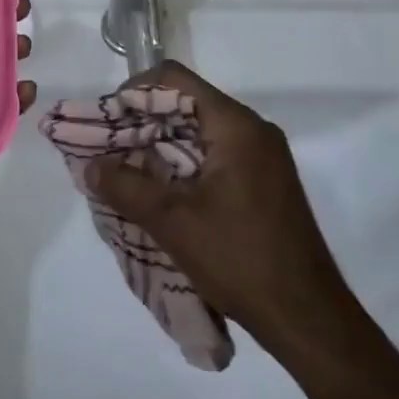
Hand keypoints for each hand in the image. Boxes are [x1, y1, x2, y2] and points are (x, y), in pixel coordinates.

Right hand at [84, 60, 355, 350]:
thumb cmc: (240, 259)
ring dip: (160, 147)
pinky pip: (213, 156)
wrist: (308, 320)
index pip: (175, 79)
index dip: (134, 92)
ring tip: (125, 173)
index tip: (107, 121)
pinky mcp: (263, 183)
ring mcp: (262, 157)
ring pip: (198, 132)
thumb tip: (89, 166)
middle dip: (142, 123)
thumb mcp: (173, 222)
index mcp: (236, 126)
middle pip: (186, 104)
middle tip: (108, 150)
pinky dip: (182, 165)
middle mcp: (252, 131)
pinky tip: (159, 192)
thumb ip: (126, 186)